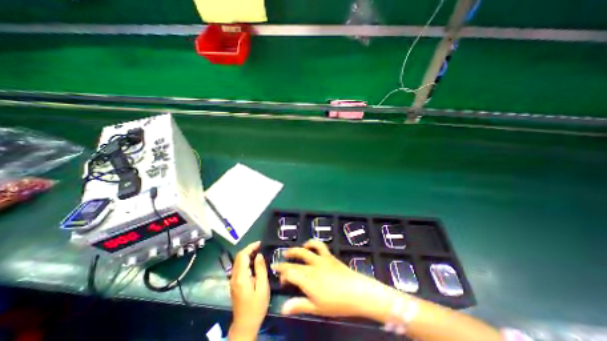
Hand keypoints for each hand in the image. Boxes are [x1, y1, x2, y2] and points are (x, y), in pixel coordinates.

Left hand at [229, 241, 267, 339]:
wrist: (245, 325)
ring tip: (258, 252)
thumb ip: (260, 269)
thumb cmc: (256, 306)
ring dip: (247, 254)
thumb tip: (259, 255)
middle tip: (260, 246)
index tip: (260, 243)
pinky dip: (245, 261)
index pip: (242, 256)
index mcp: (241, 277)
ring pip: (238, 262)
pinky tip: (253, 262)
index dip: (250, 247)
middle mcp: (234, 277)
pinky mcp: (234, 284)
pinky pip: (239, 267)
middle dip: (249, 249)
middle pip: (239, 257)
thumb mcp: (262, 287)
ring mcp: (233, 281)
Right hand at [272, 239, 399, 320]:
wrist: (356, 291)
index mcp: (307, 279)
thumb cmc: (336, 303)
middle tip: (279, 263)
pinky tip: (308, 245)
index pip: (290, 273)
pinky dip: (312, 243)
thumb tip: (282, 308)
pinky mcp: (329, 256)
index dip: (282, 274)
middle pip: (295, 261)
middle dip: (285, 261)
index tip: (280, 279)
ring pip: (305, 250)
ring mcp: (321, 259)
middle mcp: (312, 266)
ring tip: (290, 252)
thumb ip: (299, 305)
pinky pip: (319, 245)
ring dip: (296, 250)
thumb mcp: (317, 308)